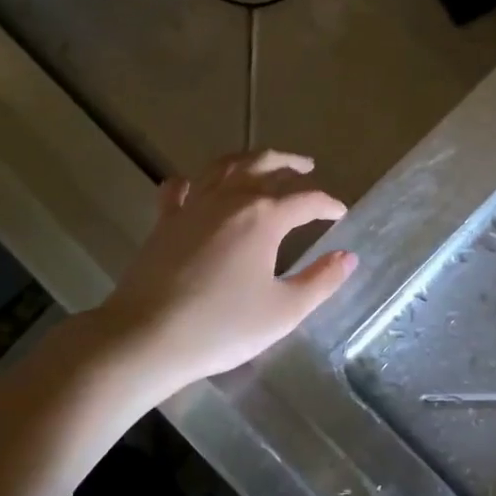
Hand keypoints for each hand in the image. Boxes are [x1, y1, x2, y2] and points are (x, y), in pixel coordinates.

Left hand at [98, 151, 358, 397]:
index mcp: (264, 217)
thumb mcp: (284, 311)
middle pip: (265, 166)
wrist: (147, 337)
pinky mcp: (164, 221)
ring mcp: (193, 206)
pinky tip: (196, 184)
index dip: (328, 205)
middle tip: (307, 167)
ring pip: (225, 166)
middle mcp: (230, 200)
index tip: (340, 213)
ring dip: (249, 159)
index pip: (306, 200)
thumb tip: (348, 257)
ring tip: (263, 162)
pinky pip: (179, 187)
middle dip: (290, 164)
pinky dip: (193, 181)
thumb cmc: (222, 327)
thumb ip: (321, 281)